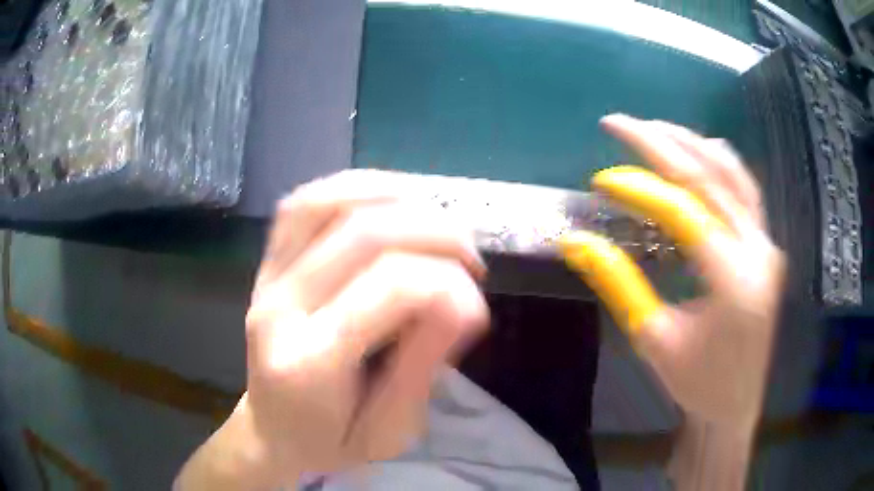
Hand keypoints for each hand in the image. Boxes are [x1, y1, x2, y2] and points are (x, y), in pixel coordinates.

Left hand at [178, 170, 488, 488]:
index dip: (448, 284)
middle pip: (364, 235)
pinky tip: (393, 201)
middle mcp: (279, 308)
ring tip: (440, 223)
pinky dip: (356, 187)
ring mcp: (266, 278)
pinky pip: (305, 202)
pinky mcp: (266, 264)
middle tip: (472, 260)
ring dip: (398, 199)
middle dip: (436, 234)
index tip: (478, 306)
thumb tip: (464, 298)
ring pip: (329, 202)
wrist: (271, 433)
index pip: (390, 288)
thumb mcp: (390, 431)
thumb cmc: (330, 443)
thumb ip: (424, 365)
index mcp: (308, 364)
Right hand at [559, 115, 785, 433]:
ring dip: (691, 143)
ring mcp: (767, 243)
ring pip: (733, 174)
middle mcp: (757, 250)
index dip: (639, 188)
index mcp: (732, 280)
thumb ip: (619, 284)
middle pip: (710, 176)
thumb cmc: (698, 383)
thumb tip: (577, 242)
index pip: (683, 211)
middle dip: (661, 142)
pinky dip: (718, 163)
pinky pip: (745, 190)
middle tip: (619, 123)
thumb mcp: (653, 340)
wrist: (739, 403)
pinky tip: (697, 152)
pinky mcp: (767, 245)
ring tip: (654, 127)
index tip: (601, 180)